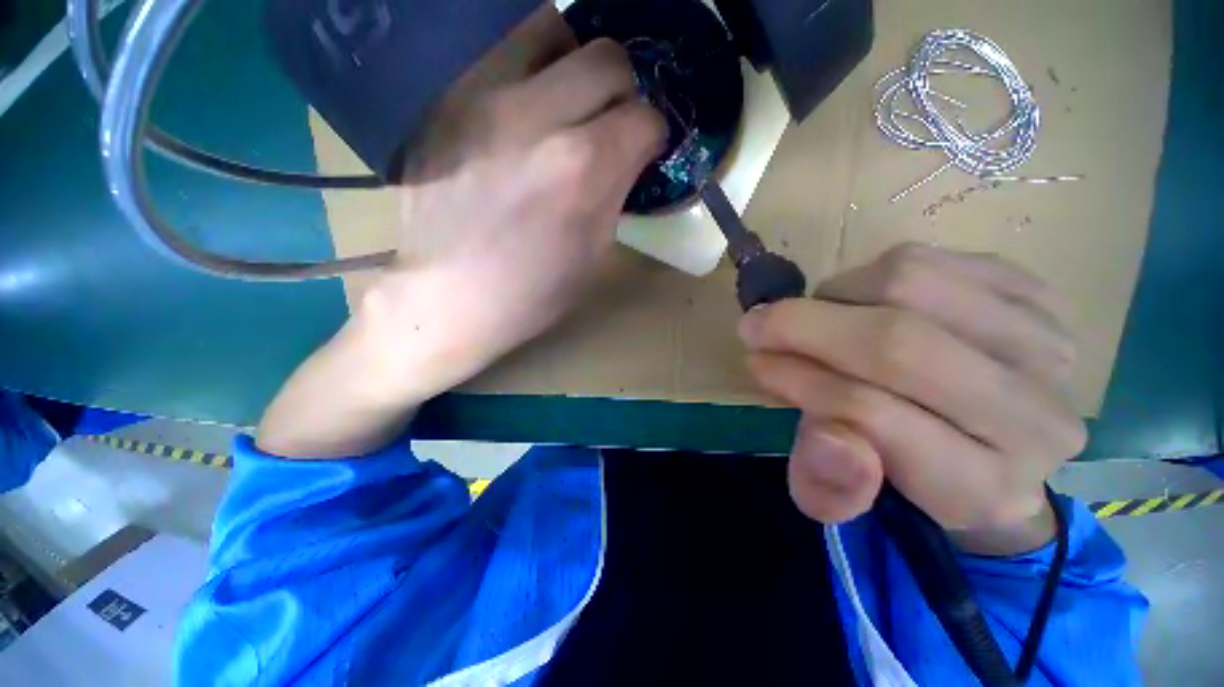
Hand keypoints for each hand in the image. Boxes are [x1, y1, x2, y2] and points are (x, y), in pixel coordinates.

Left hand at [367, 36, 665, 397]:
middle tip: (609, 126)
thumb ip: (617, 191)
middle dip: (622, 93)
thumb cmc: (533, 291)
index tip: (642, 151)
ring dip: (573, 68)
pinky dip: (527, 75)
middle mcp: (536, 117)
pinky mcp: (446, 100)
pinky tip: (522, 116)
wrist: (449, 296)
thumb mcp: (595, 252)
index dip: (651, 135)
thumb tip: (628, 153)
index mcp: (582, 167)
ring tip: (566, 106)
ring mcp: (482, 98)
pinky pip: (500, 55)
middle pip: (607, 58)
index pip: (644, 116)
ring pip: (550, 31)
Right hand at [739, 244, 1085, 554]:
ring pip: (909, 284)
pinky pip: (932, 259)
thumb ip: (827, 484)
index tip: (755, 361)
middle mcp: (1032, 417)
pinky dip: (872, 274)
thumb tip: (825, 438)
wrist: (988, 438)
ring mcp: (1048, 347)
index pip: (871, 414)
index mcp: (978, 486)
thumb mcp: (853, 496)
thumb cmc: (905, 470)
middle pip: (897, 343)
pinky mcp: (1041, 294)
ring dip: (836, 295)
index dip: (799, 379)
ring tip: (818, 317)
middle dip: (803, 326)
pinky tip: (863, 301)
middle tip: (757, 324)